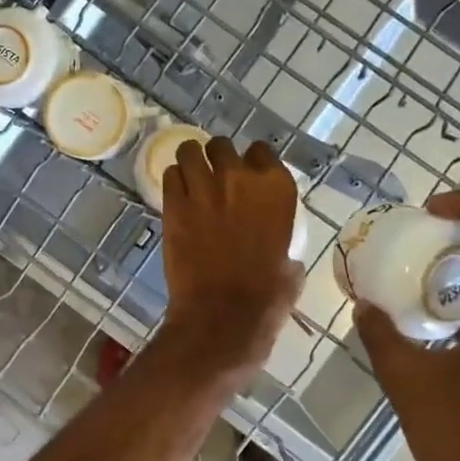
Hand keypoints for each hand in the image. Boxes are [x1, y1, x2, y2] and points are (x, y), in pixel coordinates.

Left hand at [160, 137, 304, 378]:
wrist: (222, 315)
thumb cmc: (265, 297)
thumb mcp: (290, 266)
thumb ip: (285, 246)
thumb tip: (284, 255)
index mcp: (276, 189)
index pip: (262, 150)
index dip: (252, 161)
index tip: (247, 173)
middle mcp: (240, 177)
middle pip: (223, 145)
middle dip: (218, 157)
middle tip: (214, 176)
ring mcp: (203, 188)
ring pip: (189, 151)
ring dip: (190, 160)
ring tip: (190, 176)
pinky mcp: (173, 204)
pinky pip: (169, 175)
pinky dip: (173, 181)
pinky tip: (176, 195)